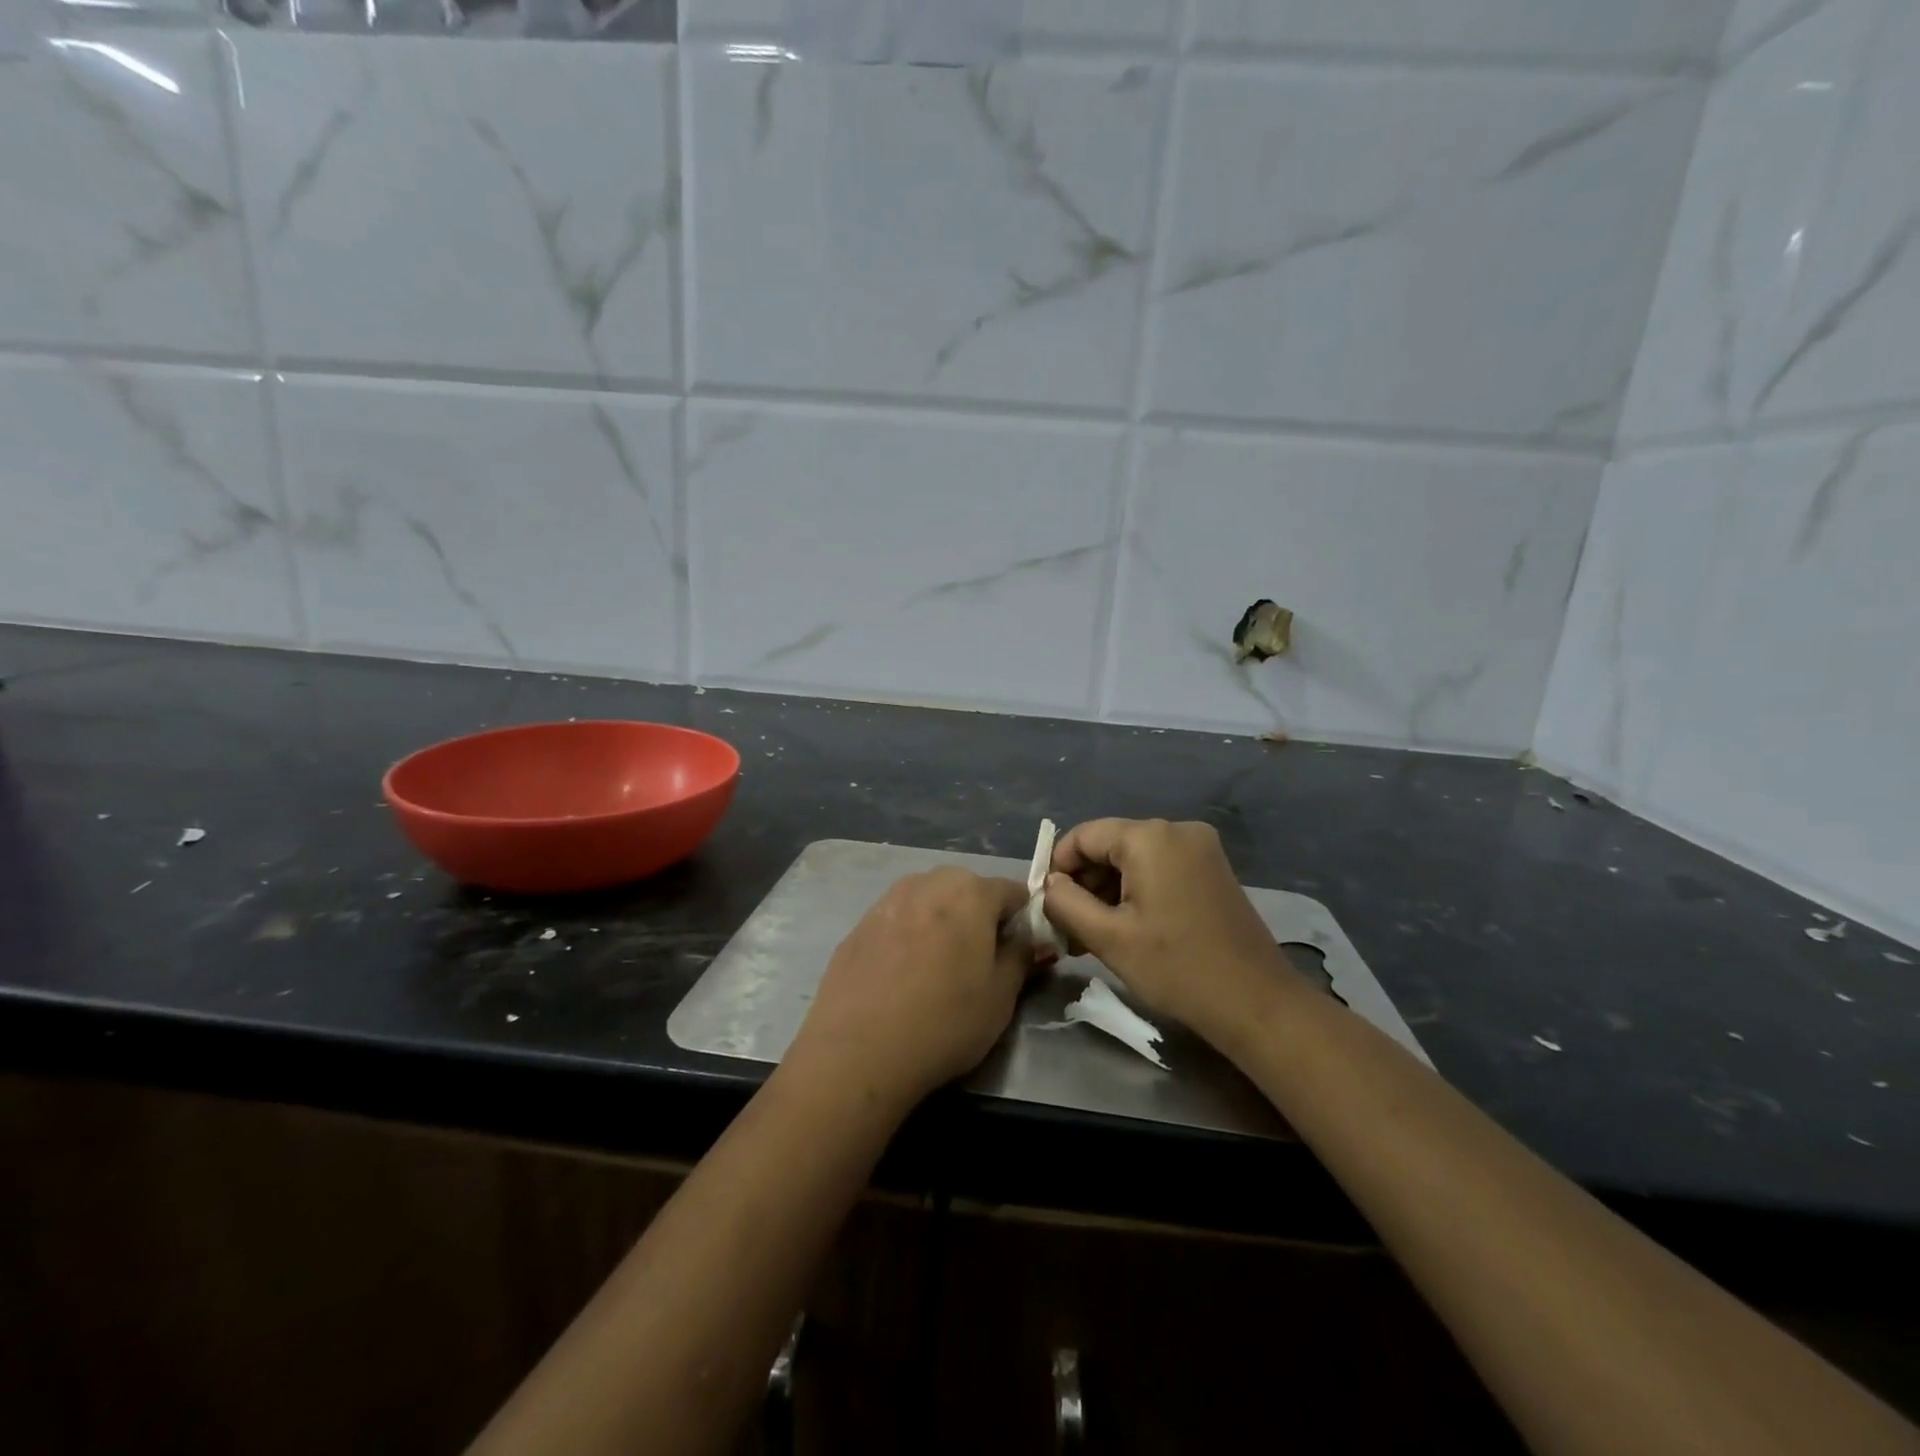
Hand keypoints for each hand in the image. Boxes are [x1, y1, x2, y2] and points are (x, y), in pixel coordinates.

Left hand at [790, 868, 1033, 1108]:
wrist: (858, 1051)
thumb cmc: (945, 1021)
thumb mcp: (1001, 996)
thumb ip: (1022, 957)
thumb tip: (1033, 939)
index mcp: (971, 891)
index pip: (1013, 892)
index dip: (1023, 921)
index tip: (1020, 954)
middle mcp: (928, 882)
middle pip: (968, 890)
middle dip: (979, 918)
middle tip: (979, 964)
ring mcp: (888, 899)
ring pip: (929, 902)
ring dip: (941, 923)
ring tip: (938, 971)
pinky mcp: (859, 924)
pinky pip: (898, 920)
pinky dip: (908, 937)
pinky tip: (903, 977)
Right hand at [1043, 819, 1293, 1045]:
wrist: (1256, 1003)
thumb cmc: (1177, 968)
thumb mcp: (1108, 938)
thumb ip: (1066, 903)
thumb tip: (1051, 885)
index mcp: (1150, 837)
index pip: (1084, 836)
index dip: (1058, 867)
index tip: (1048, 905)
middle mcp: (1177, 829)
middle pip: (1110, 845)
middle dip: (1084, 883)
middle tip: (1069, 928)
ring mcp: (1201, 848)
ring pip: (1134, 858)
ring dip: (1109, 890)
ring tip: (1095, 935)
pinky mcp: (1213, 869)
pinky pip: (1160, 867)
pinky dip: (1137, 891)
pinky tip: (1129, 927)